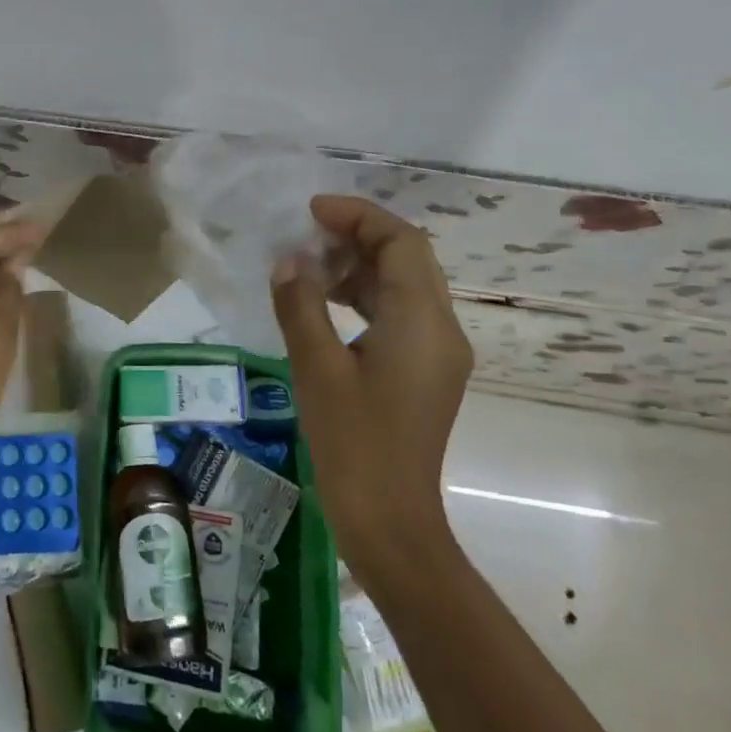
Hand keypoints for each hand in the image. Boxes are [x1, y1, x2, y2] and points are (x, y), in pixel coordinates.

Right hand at [270, 195, 472, 555]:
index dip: (358, 216)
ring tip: (310, 267)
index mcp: (422, 322)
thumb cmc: (353, 442)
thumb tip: (288, 261)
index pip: (402, 242)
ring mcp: (438, 353)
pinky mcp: (426, 373)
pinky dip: (366, 297)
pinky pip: (401, 315)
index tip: (312, 211)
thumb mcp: (316, 367)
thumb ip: (301, 305)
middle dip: (358, 237)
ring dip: (361, 267)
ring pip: (405, 286)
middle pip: (409, 259)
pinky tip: (326, 305)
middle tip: (306, 236)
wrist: (389, 520)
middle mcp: (442, 329)